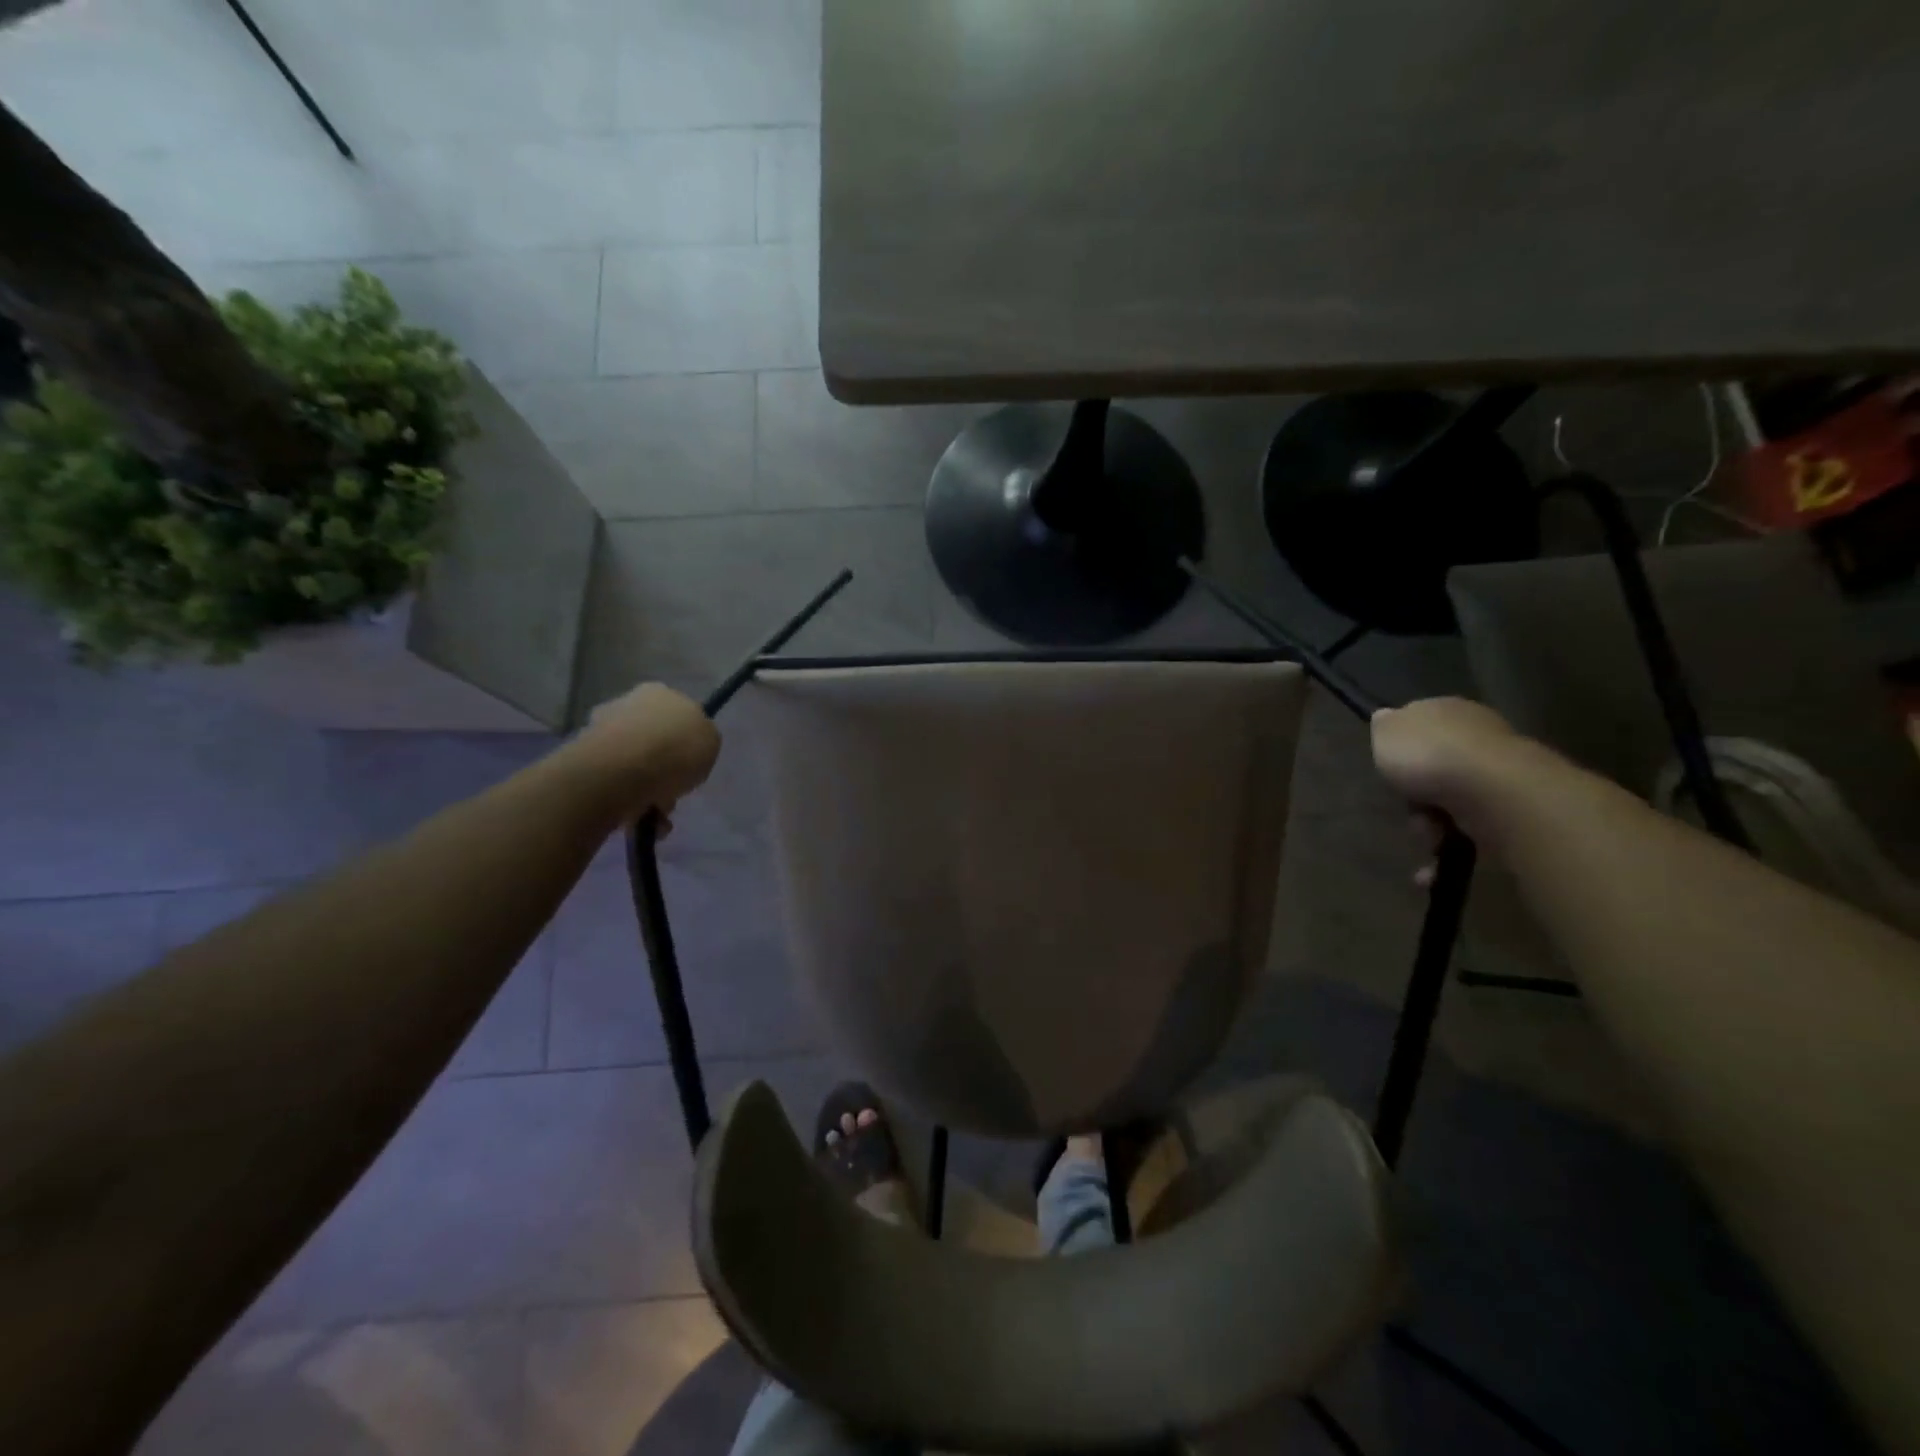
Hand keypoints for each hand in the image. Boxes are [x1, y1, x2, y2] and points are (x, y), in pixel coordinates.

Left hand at [575, 683, 721, 822]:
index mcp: (660, 693)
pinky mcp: (582, 759)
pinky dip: (627, 802)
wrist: (623, 771)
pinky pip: (614, 784)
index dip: (686, 741)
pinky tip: (637, 818)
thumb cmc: (677, 750)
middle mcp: (627, 703)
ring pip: (634, 765)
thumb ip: (701, 740)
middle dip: (664, 770)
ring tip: (657, 816)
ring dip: (648, 792)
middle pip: (653, 740)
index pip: (677, 714)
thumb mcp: (712, 741)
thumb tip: (688, 748)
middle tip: (673, 794)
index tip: (690, 764)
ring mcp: (601, 730)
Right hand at [1371, 698, 1524, 880]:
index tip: (1388, 770)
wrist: (1494, 793)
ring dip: (1428, 830)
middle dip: (1414, 799)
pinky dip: (1449, 854)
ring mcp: (1498, 778)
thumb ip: (1384, 727)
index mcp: (1448, 712)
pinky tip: (1432, 871)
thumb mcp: (1387, 732)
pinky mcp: (1511, 815)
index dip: (1401, 750)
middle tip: (1407, 810)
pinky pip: (1469, 837)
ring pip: (1448, 808)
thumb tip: (1386, 718)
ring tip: (1428, 839)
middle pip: (1432, 773)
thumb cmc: (1430, 756)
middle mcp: (1478, 740)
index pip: (1421, 726)